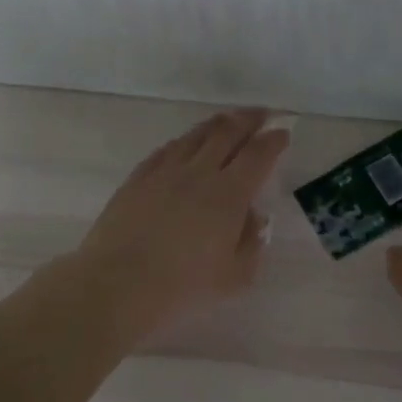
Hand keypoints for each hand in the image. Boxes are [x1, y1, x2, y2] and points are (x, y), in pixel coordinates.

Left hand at [70, 109, 288, 337]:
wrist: (118, 285)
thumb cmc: (183, 286)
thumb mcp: (235, 276)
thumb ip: (252, 242)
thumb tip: (253, 217)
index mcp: (229, 195)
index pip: (257, 155)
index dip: (273, 141)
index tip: (283, 133)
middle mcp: (199, 173)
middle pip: (227, 133)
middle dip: (249, 120)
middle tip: (262, 115)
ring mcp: (164, 172)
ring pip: (195, 136)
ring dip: (217, 124)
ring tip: (228, 121)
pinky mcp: (138, 179)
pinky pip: (166, 150)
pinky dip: (184, 141)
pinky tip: (186, 144)